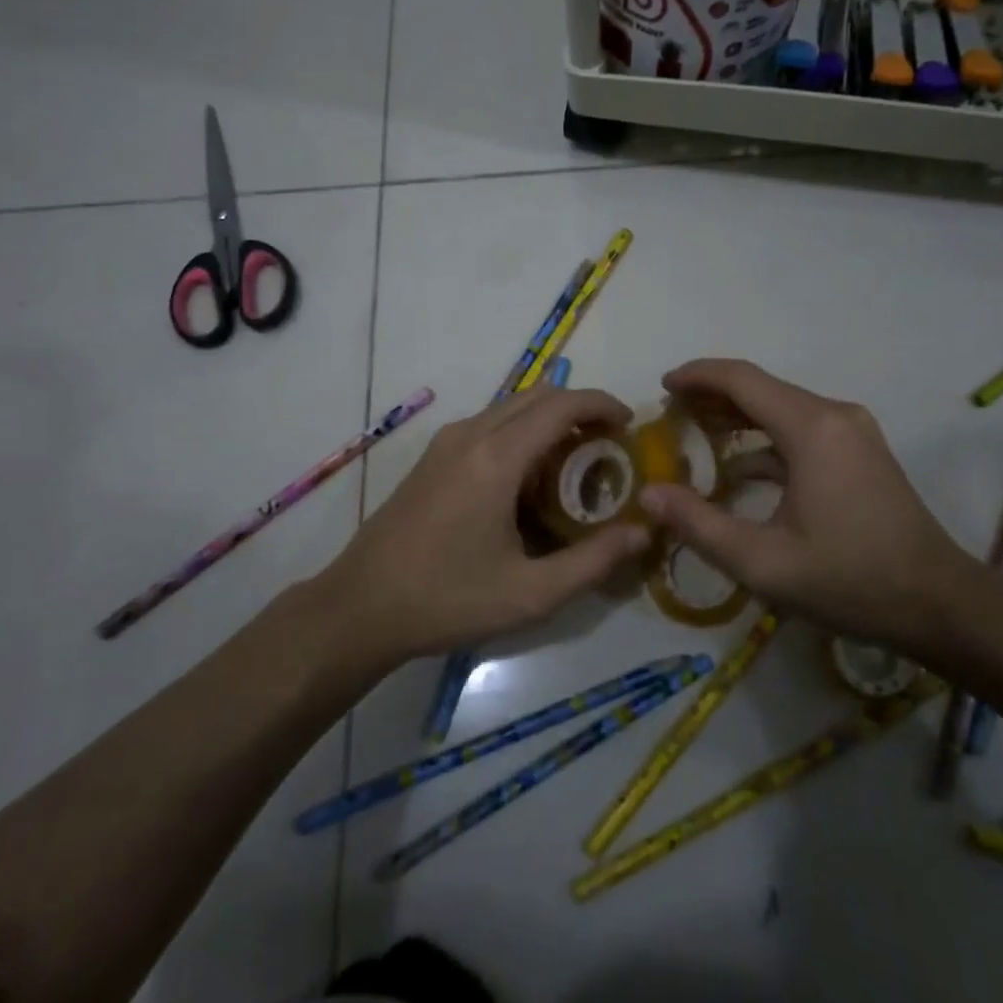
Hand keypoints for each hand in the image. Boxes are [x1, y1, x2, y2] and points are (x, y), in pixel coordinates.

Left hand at [319, 386, 654, 663]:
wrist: (359, 607)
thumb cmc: (447, 599)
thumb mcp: (530, 593)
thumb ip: (593, 560)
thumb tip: (644, 531)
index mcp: (496, 458)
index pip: (562, 405)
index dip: (602, 405)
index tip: (631, 425)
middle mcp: (471, 434)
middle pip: (538, 395)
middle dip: (580, 409)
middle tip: (610, 447)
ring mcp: (446, 442)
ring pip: (512, 406)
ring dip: (549, 419)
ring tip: (575, 464)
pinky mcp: (433, 456)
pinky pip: (490, 423)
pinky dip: (522, 431)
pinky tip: (529, 479)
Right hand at [639, 359, 968, 651]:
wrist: (940, 605)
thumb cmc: (850, 581)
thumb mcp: (763, 563)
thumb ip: (699, 525)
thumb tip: (648, 495)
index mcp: (811, 428)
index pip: (741, 379)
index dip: (697, 376)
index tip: (662, 386)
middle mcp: (834, 414)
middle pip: (761, 387)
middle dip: (712, 395)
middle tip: (670, 414)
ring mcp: (853, 431)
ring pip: (782, 407)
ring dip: (738, 415)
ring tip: (695, 432)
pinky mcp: (861, 451)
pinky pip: (802, 429)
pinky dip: (766, 438)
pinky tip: (740, 466)